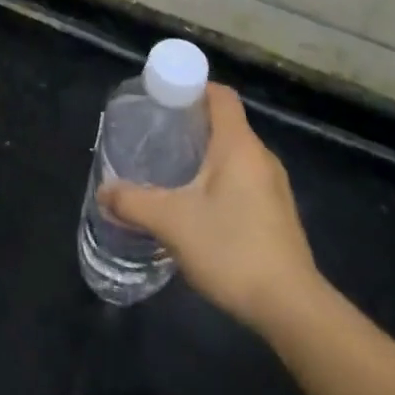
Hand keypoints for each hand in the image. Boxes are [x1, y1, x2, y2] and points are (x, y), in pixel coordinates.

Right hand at [98, 84, 316, 332]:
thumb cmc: (232, 249)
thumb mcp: (172, 222)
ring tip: (170, 168)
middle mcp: (261, 157)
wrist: (291, 307)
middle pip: (225, 123)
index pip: (220, 95)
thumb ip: (133, 202)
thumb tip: (104, 191)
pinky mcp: (276, 213)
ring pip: (234, 154)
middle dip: (191, 123)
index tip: (162, 97)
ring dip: (204, 154)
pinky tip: (196, 205)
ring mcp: (273, 186)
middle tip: (156, 134)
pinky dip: (219, 179)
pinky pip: (243, 179)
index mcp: (239, 145)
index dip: (192, 87)